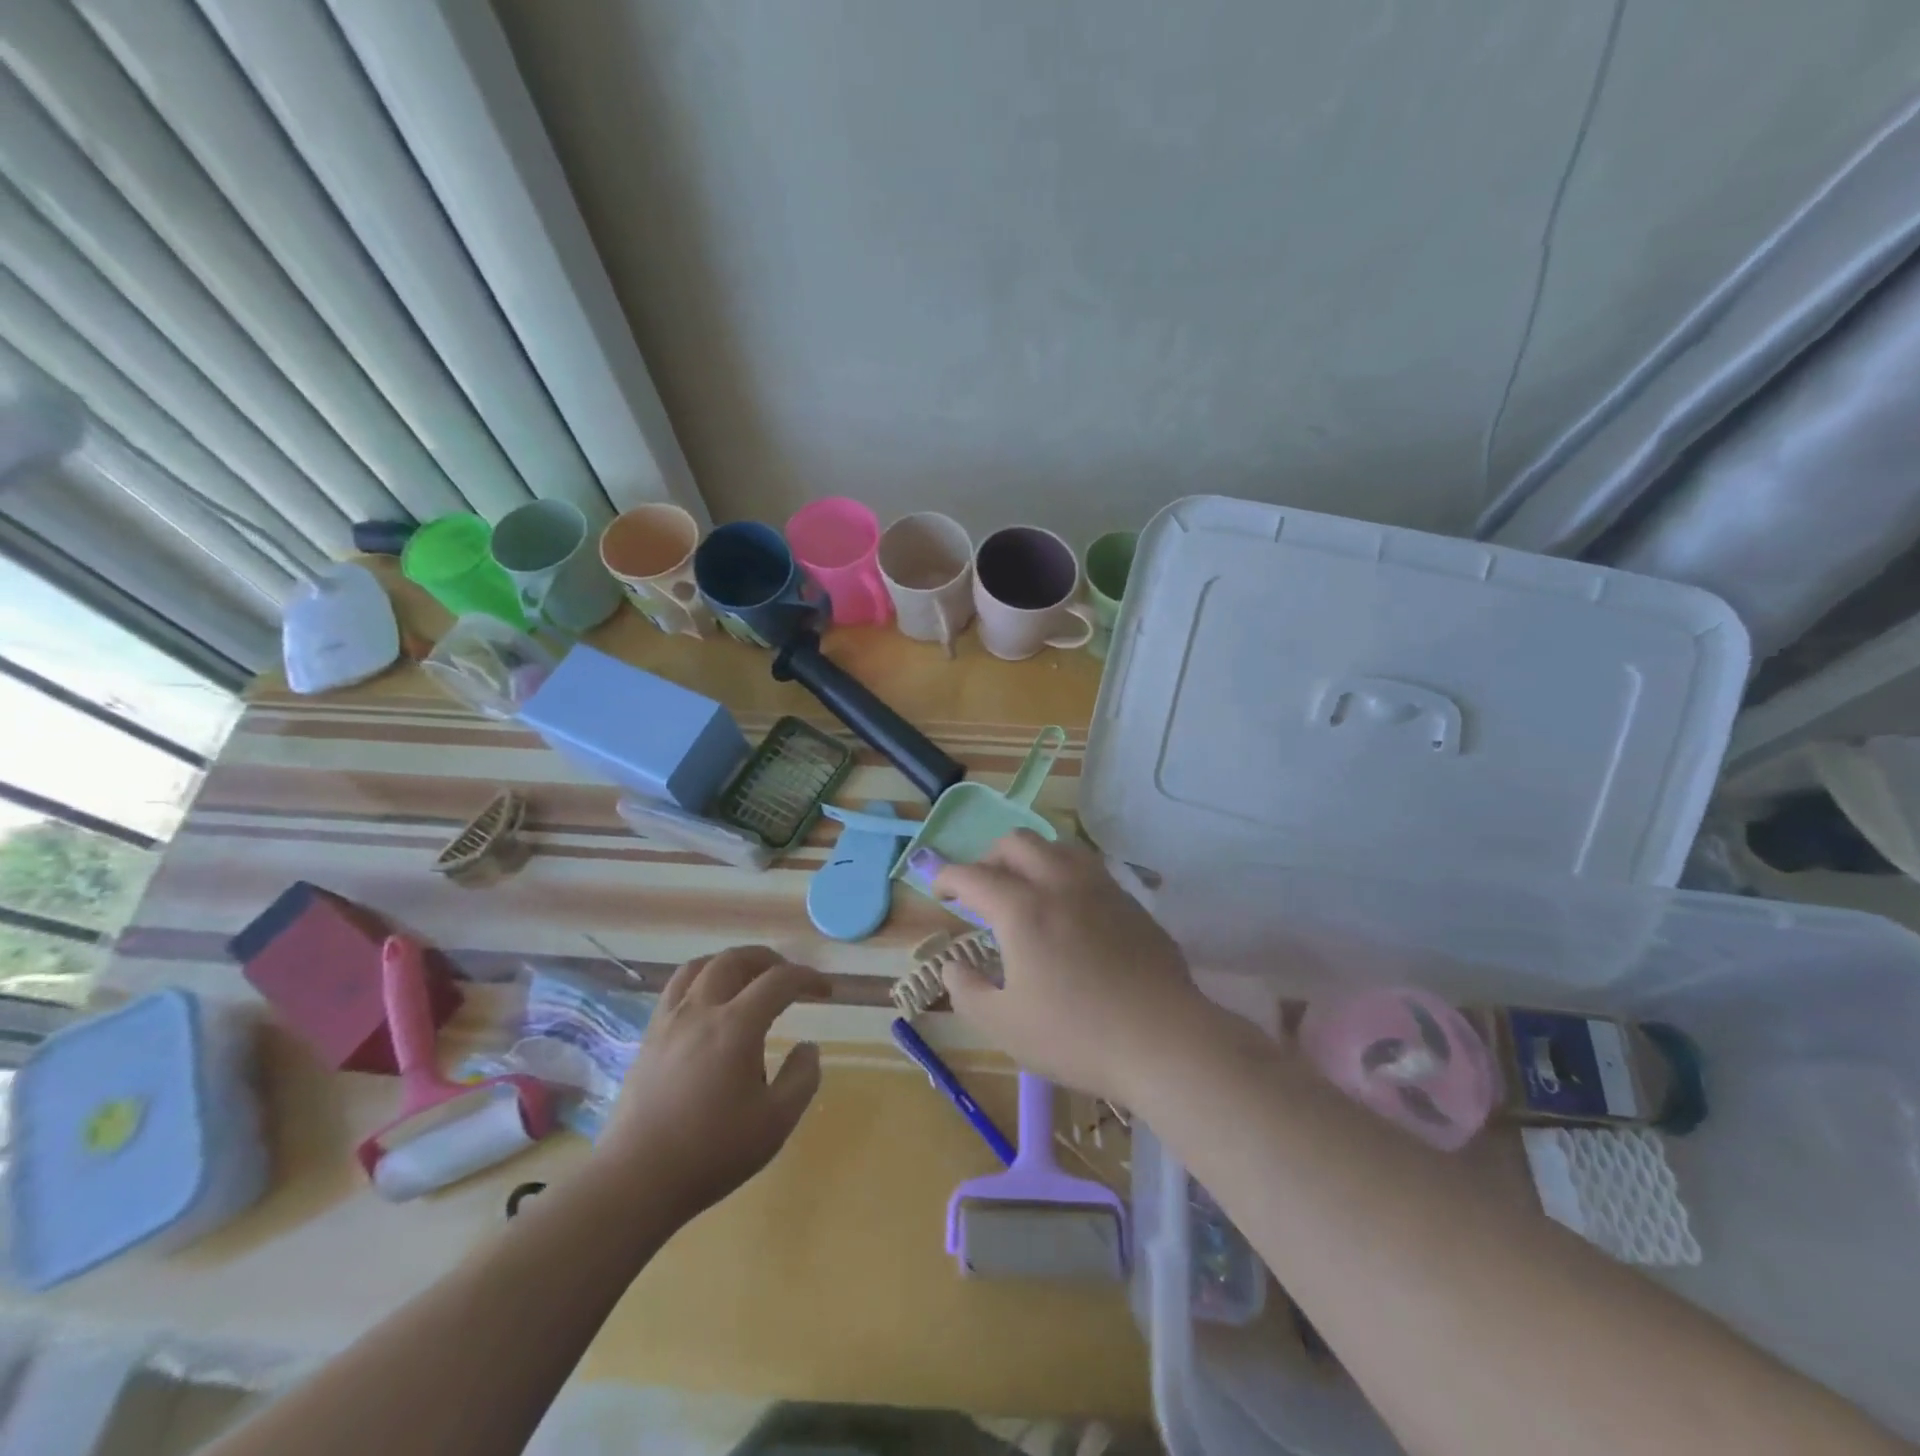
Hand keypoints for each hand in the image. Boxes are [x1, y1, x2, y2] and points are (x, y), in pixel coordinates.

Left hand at [594, 946, 829, 1223]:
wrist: (636, 1180)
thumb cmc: (712, 1152)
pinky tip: (709, 1007)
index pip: (779, 981)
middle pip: (735, 959)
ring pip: (699, 966)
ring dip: (730, 963)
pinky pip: (675, 989)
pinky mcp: (648, 1038)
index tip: (826, 992)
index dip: (807, 978)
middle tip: (787, 976)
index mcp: (736, 1026)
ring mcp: (669, 1022)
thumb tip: (808, 1048)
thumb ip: (802, 1078)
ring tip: (746, 980)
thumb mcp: (776, 1122)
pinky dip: (701, 982)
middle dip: (768, 960)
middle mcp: (700, 1010)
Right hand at [932, 832, 1208, 1100]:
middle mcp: (1059, 883)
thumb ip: (967, 990)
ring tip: (1025, 889)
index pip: (973, 875)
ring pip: (1057, 845)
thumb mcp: (1004, 1025)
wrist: (1163, 1039)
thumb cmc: (1076, 1035)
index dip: (947, 876)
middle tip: (981, 889)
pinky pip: (1088, 867)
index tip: (938, 889)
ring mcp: (1100, 887)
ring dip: (1030, 857)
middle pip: (1016, 842)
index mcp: (1022, 909)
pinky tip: (1068, 908)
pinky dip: (1064, 873)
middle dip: (988, 857)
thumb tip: (953, 965)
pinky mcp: (1129, 901)